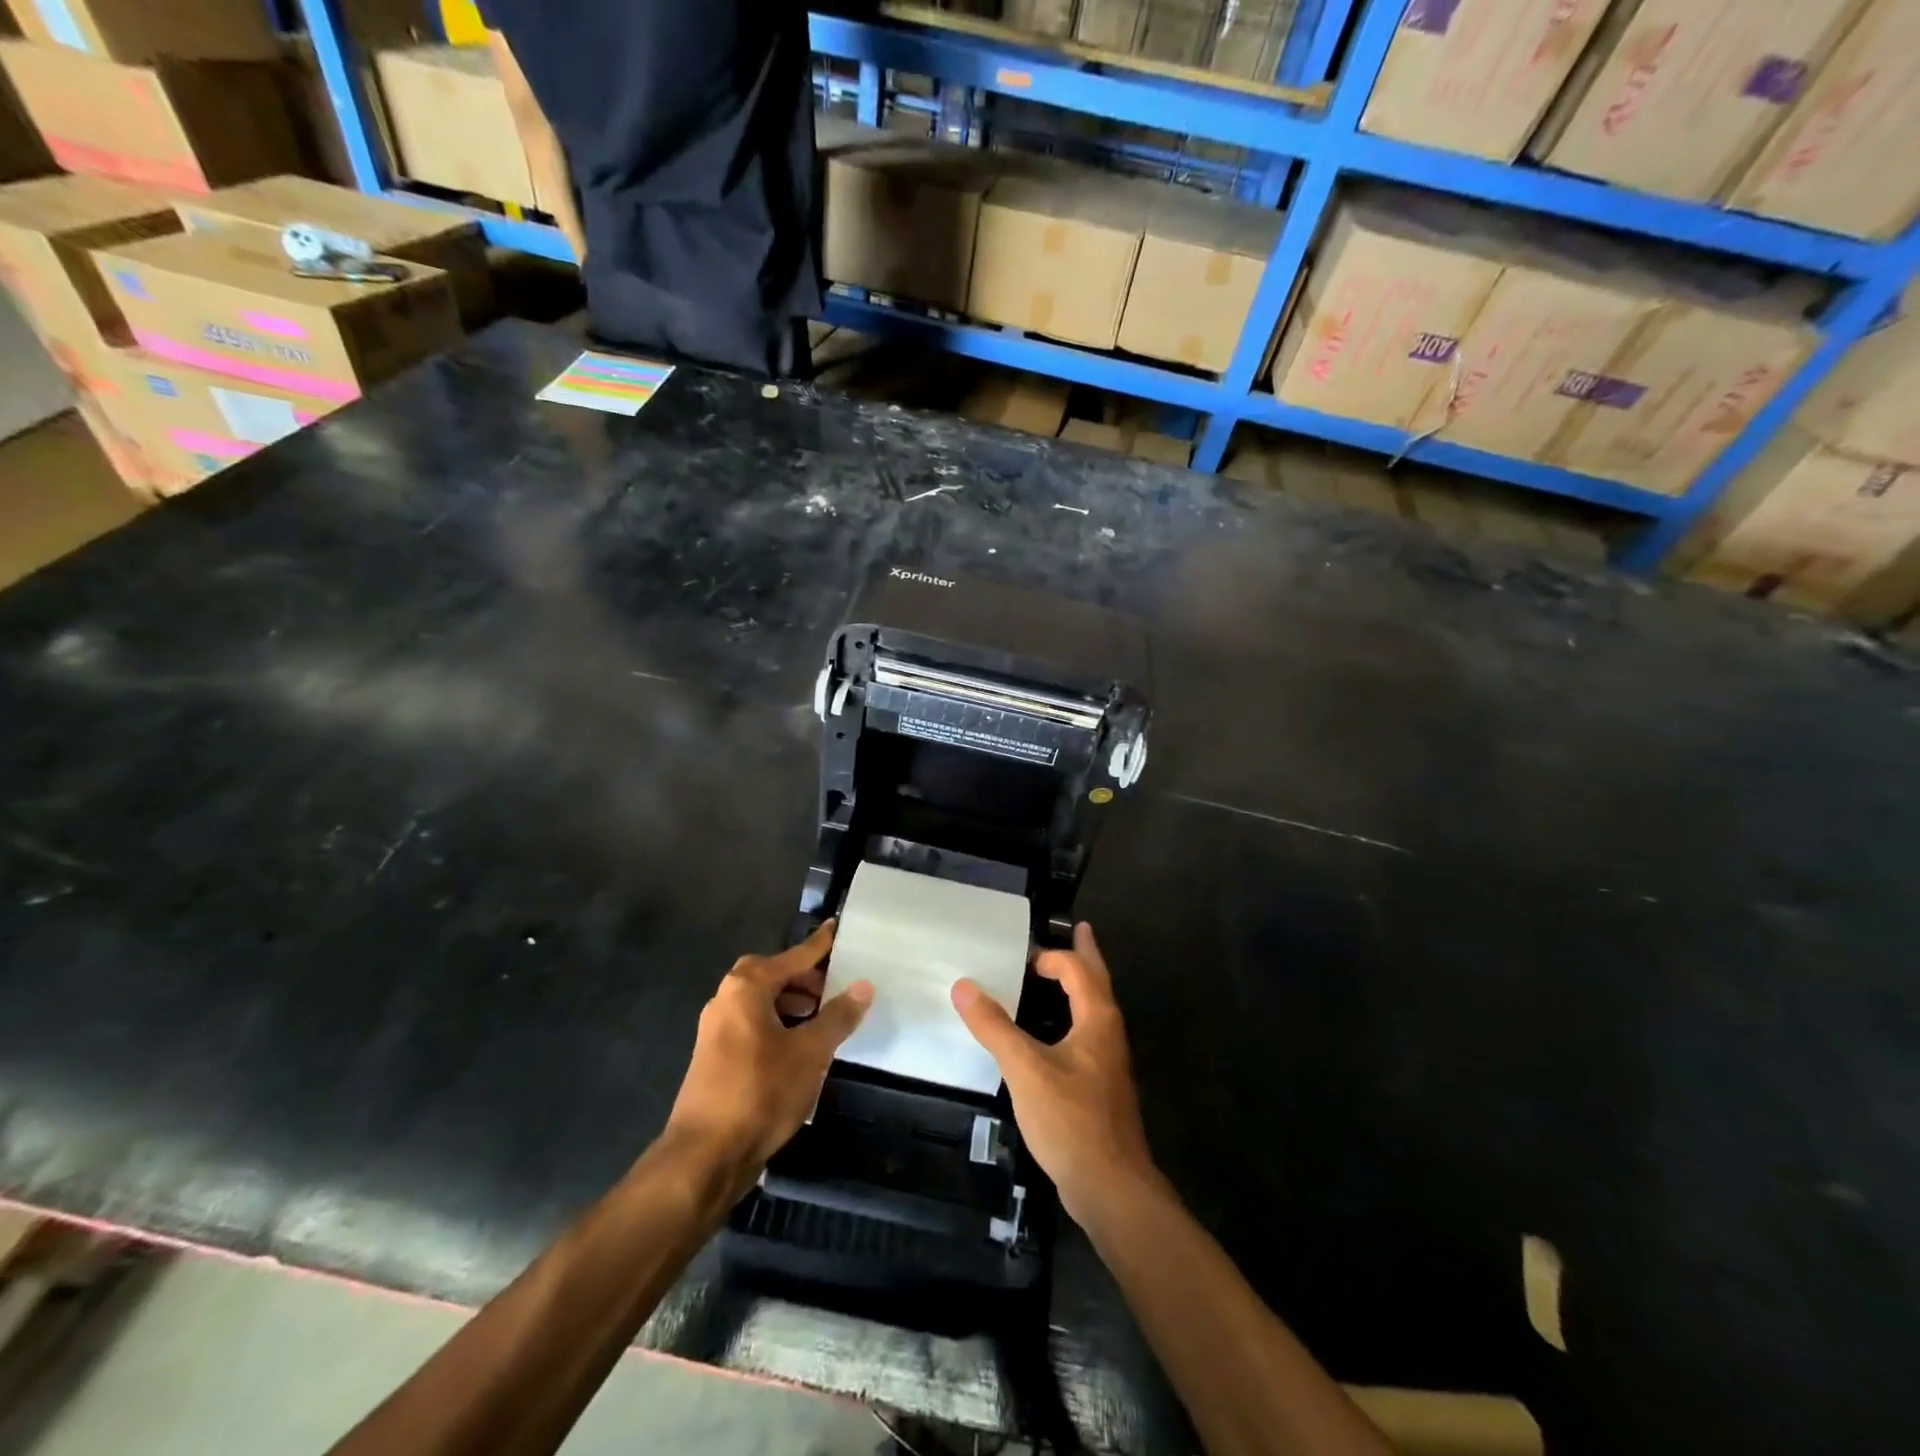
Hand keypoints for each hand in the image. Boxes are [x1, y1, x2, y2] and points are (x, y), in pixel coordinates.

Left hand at [665, 921, 872, 1195]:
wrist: (705, 1156)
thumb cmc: (761, 1091)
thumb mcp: (811, 1051)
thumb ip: (838, 1016)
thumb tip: (863, 986)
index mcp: (747, 987)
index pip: (794, 956)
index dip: (819, 945)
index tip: (836, 927)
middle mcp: (726, 999)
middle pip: (773, 976)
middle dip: (805, 979)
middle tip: (836, 986)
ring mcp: (716, 1030)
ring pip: (762, 1003)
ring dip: (792, 1005)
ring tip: (823, 1018)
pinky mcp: (715, 1058)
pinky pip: (753, 1026)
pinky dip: (778, 1026)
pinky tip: (800, 1048)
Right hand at [951, 923, 1157, 1225]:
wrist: (1112, 1188)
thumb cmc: (1071, 1120)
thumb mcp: (1025, 1070)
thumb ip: (994, 1027)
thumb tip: (963, 986)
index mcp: (1097, 1020)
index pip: (1078, 970)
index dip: (1052, 957)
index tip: (1022, 956)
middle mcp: (1109, 1033)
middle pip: (1098, 982)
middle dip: (1087, 955)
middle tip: (1081, 929)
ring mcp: (1108, 1062)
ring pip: (1096, 1009)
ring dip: (1082, 985)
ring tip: (1063, 976)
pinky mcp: (1101, 1087)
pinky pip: (1088, 1035)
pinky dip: (1075, 1016)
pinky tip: (1056, 1035)